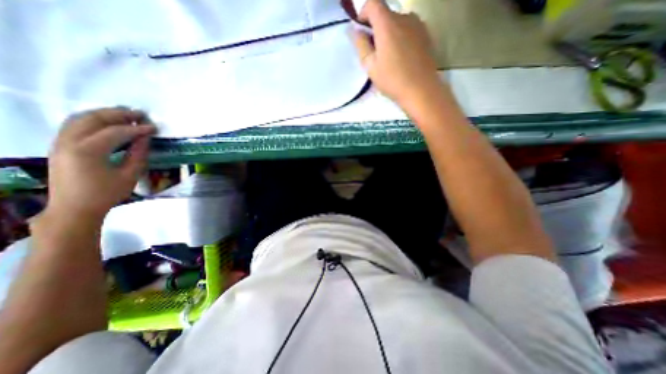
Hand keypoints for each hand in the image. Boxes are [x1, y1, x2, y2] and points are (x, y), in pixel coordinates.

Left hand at [46, 106, 156, 220]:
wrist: (74, 208)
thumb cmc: (106, 194)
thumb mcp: (129, 175)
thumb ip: (138, 154)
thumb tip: (145, 138)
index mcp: (87, 151)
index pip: (115, 132)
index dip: (137, 128)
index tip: (154, 127)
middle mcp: (69, 141)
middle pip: (93, 119)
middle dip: (119, 114)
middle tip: (140, 114)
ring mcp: (60, 142)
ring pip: (80, 118)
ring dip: (104, 114)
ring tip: (126, 114)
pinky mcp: (59, 145)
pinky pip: (74, 124)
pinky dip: (93, 119)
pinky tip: (108, 122)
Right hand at [353, 0, 446, 110]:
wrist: (421, 89)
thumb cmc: (392, 80)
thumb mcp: (370, 66)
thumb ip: (361, 45)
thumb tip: (355, 30)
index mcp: (387, 24)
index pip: (373, 3)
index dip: (363, 12)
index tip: (361, 29)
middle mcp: (404, 17)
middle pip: (386, 13)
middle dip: (376, 27)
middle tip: (374, 50)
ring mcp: (418, 24)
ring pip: (398, 22)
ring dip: (389, 33)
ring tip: (388, 56)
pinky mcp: (426, 34)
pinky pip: (409, 29)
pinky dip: (401, 37)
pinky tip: (401, 56)